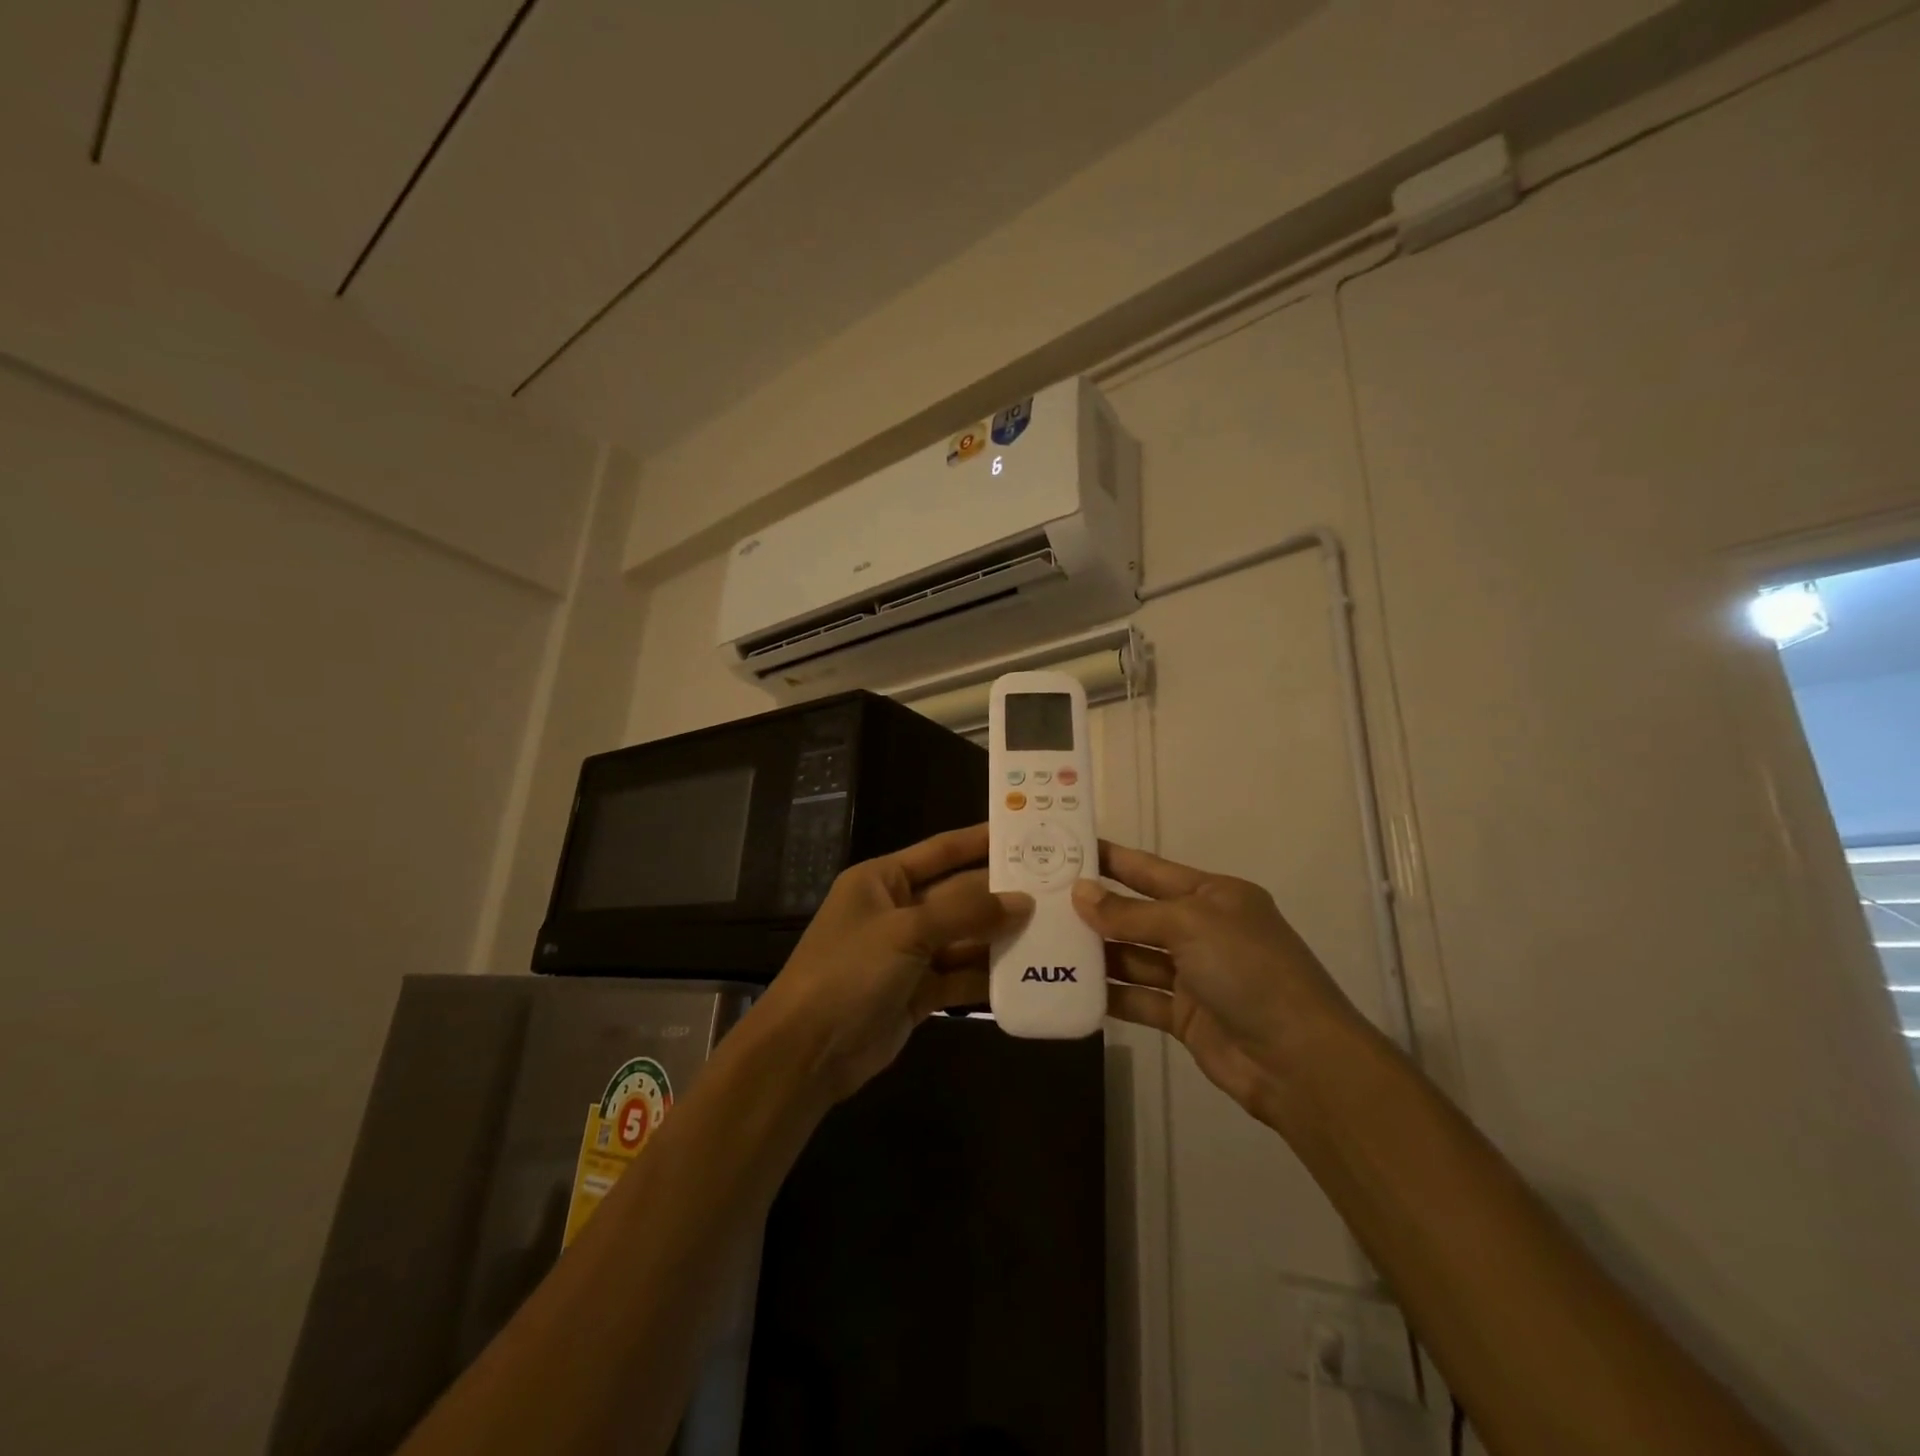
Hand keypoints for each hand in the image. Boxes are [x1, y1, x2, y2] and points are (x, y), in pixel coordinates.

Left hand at [755, 824, 1031, 1101]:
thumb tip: (1023, 902)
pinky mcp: (918, 993)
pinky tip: (1028, 973)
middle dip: (1000, 894)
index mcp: (883, 880)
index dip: (979, 840)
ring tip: (1054, 929)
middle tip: (1055, 888)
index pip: (940, 851)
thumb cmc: (849, 971)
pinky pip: (960, 976)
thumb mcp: (906, 931)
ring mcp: (908, 954)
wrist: (807, 1051)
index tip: (1023, 833)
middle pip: (958, 896)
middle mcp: (897, 911)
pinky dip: (988, 976)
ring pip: (964, 938)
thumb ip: (965, 913)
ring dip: (1000, 937)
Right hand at [1072, 842, 1364, 1126]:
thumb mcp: (1190, 926)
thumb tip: (1080, 894)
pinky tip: (1070, 987)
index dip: (1110, 858)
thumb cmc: (1248, 971)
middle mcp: (1202, 930)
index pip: (1149, 869)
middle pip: (1137, 912)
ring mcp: (1193, 975)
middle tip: (1040, 898)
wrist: (1300, 1061)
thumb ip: (1131, 913)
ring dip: (1096, 952)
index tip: (1066, 847)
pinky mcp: (1184, 1016)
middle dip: (1095, 907)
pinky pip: (1137, 998)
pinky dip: (1109, 995)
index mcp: (1212, 896)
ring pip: (1133, 956)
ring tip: (1044, 941)